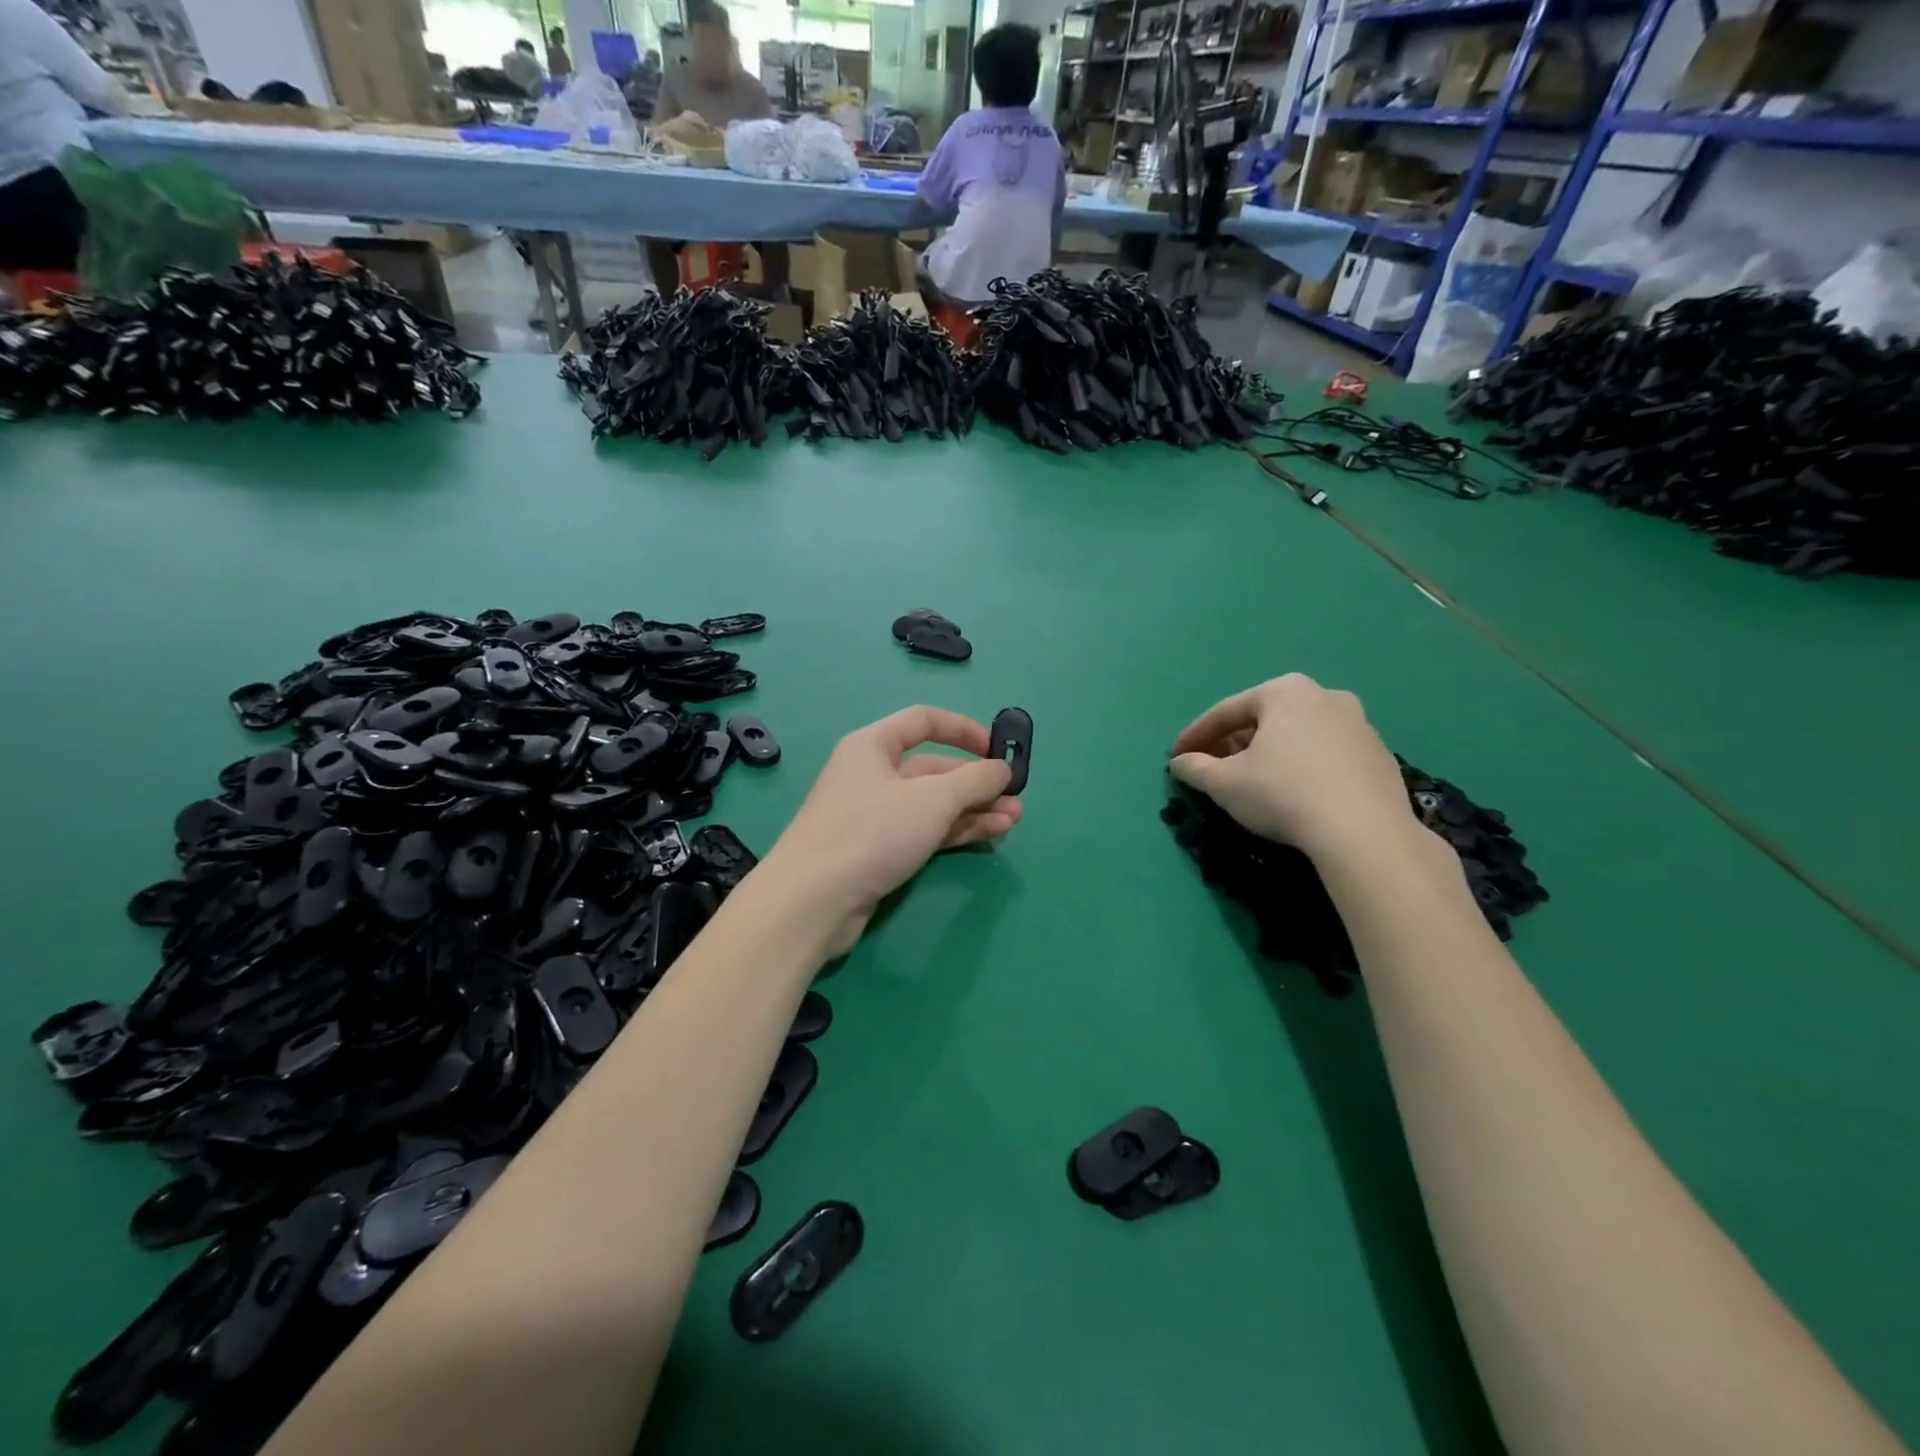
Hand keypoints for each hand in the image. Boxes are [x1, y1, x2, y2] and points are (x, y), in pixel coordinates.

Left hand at [764, 707, 1021, 954]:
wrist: (813, 901)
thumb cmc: (872, 832)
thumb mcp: (933, 799)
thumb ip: (974, 780)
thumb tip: (1002, 769)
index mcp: (873, 746)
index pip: (923, 721)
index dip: (963, 729)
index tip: (997, 748)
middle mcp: (872, 774)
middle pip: (933, 768)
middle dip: (977, 782)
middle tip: (1016, 798)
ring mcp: (873, 815)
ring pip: (932, 804)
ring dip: (973, 810)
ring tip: (1013, 821)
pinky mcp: (877, 850)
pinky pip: (924, 831)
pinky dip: (955, 831)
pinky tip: (990, 835)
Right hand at [1169, 674, 1417, 861]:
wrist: (1364, 832)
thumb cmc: (1283, 794)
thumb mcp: (1224, 783)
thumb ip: (1195, 768)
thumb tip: (1179, 763)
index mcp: (1284, 692)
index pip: (1226, 712)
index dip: (1195, 736)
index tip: (1176, 757)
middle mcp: (1325, 696)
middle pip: (1264, 720)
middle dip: (1234, 743)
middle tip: (1212, 768)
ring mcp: (1359, 724)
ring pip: (1298, 736)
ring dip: (1270, 754)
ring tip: (1252, 782)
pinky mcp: (1379, 755)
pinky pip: (1327, 755)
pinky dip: (1303, 767)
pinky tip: (1295, 794)